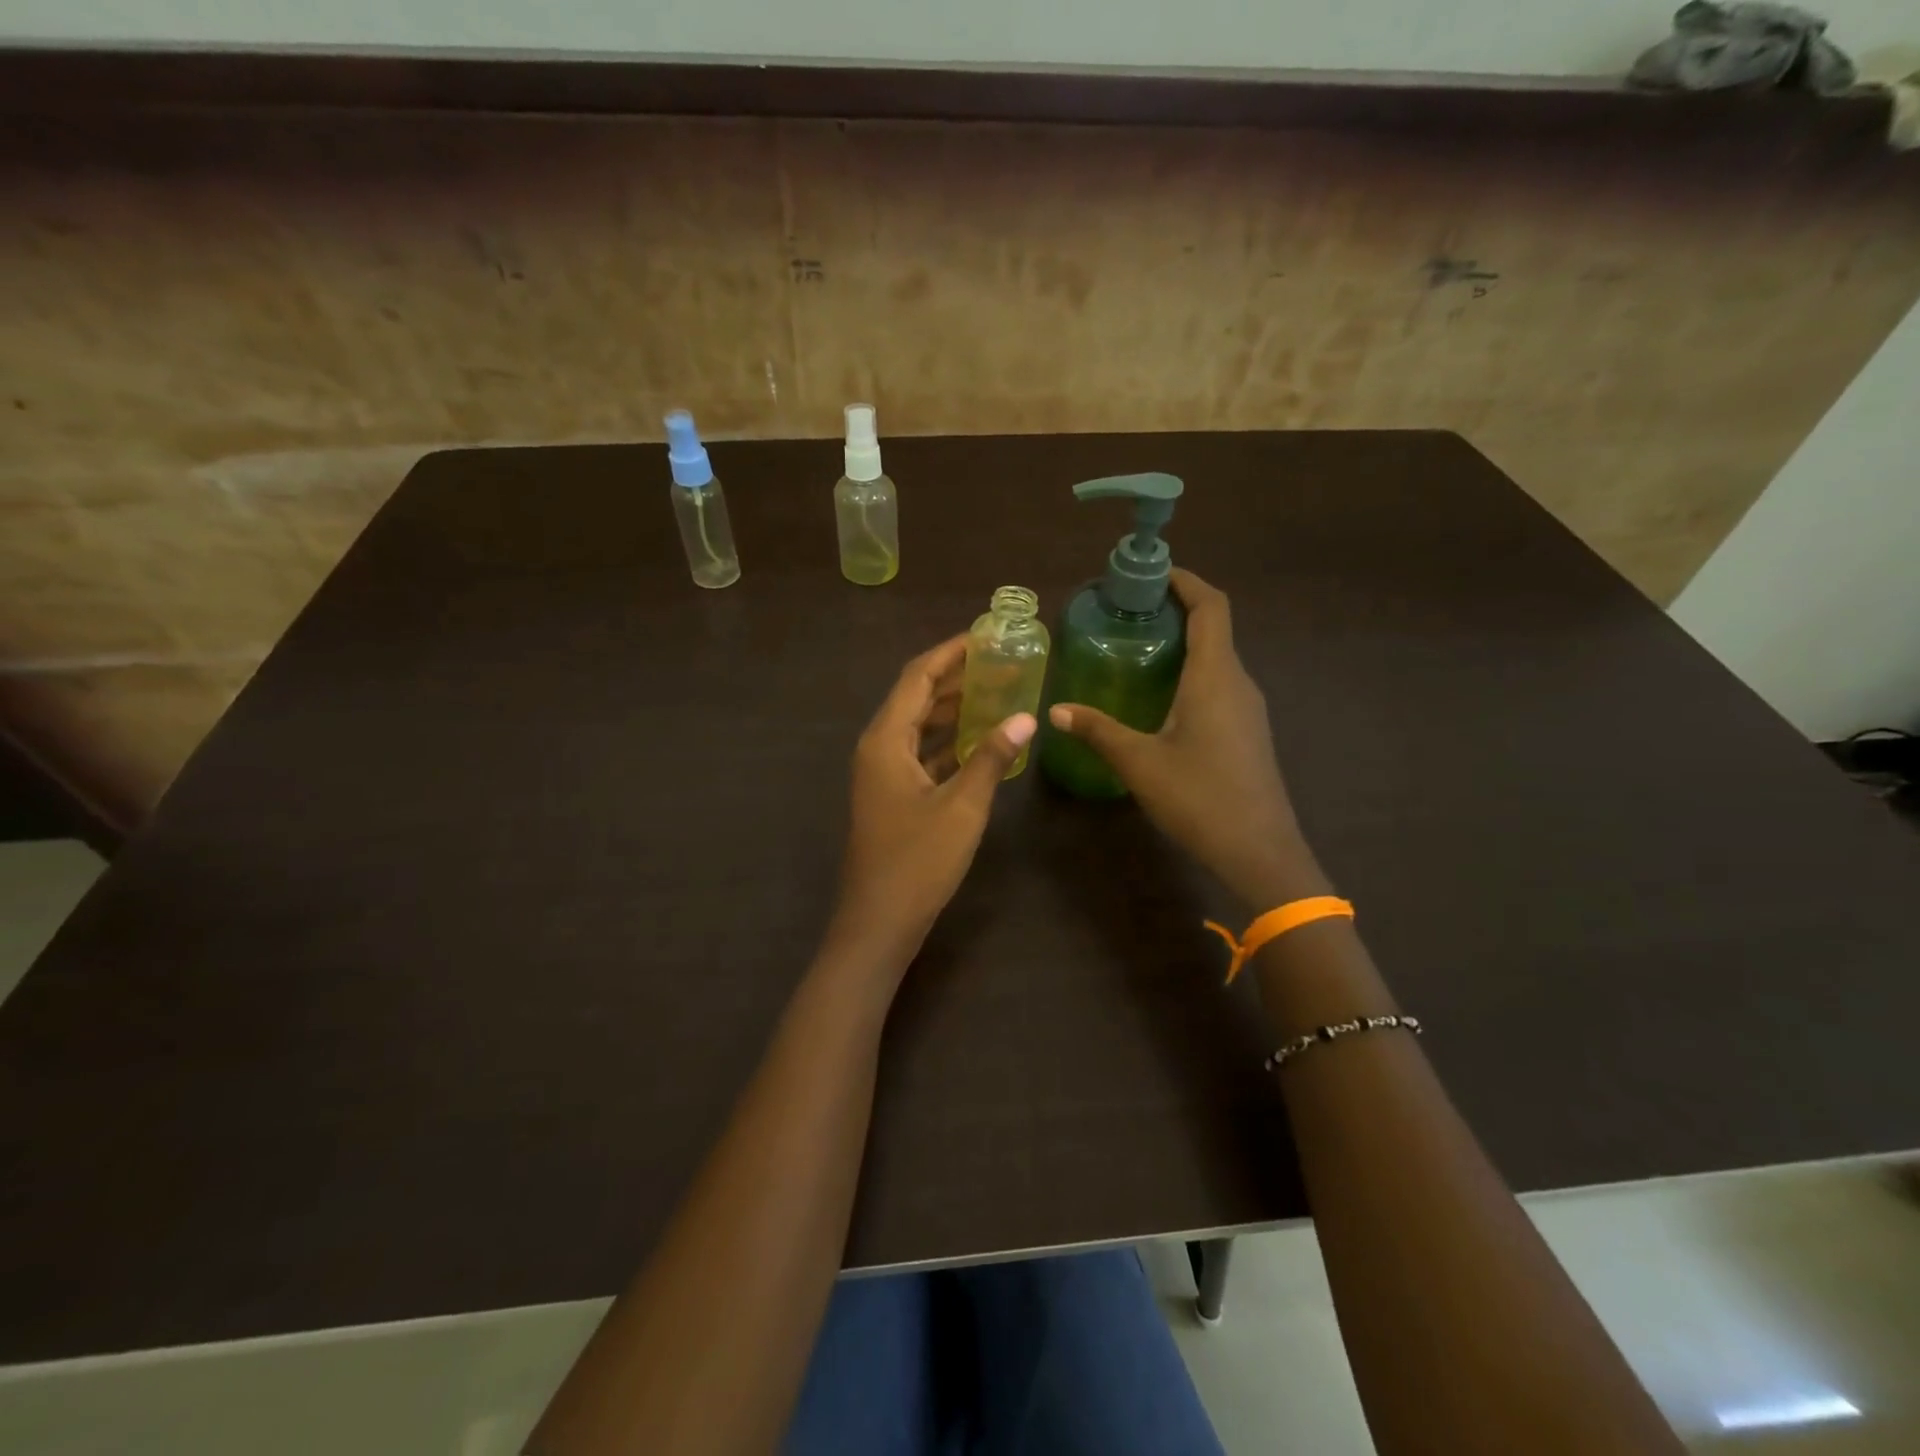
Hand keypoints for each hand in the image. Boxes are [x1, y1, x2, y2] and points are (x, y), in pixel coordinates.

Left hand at [831, 636, 1035, 970]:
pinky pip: (921, 754)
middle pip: (915, 697)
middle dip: (955, 678)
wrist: (879, 922)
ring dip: (952, 709)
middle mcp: (878, 748)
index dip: (950, 652)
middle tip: (999, 662)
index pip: (917, 677)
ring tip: (996, 693)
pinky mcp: (892, 796)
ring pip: (918, 727)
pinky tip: (979, 742)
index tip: (984, 635)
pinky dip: (947, 743)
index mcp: (885, 740)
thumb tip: (1025, 718)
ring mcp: (882, 774)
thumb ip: (990, 758)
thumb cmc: (918, 861)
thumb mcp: (962, 807)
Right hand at [1047, 569, 1325, 908]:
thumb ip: (1098, 731)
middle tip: (1129, 611)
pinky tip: (1160, 695)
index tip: (1151, 572)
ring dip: (1184, 642)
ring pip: (1217, 658)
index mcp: (1215, 677)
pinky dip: (1192, 671)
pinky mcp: (1247, 732)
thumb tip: (1057, 711)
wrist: (1260, 852)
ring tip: (1138, 646)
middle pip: (1214, 628)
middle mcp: (1237, 683)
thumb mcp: (1139, 763)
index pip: (1211, 607)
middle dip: (1176, 609)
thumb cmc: (1200, 798)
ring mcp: (1247, 709)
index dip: (1185, 581)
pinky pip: (1219, 684)